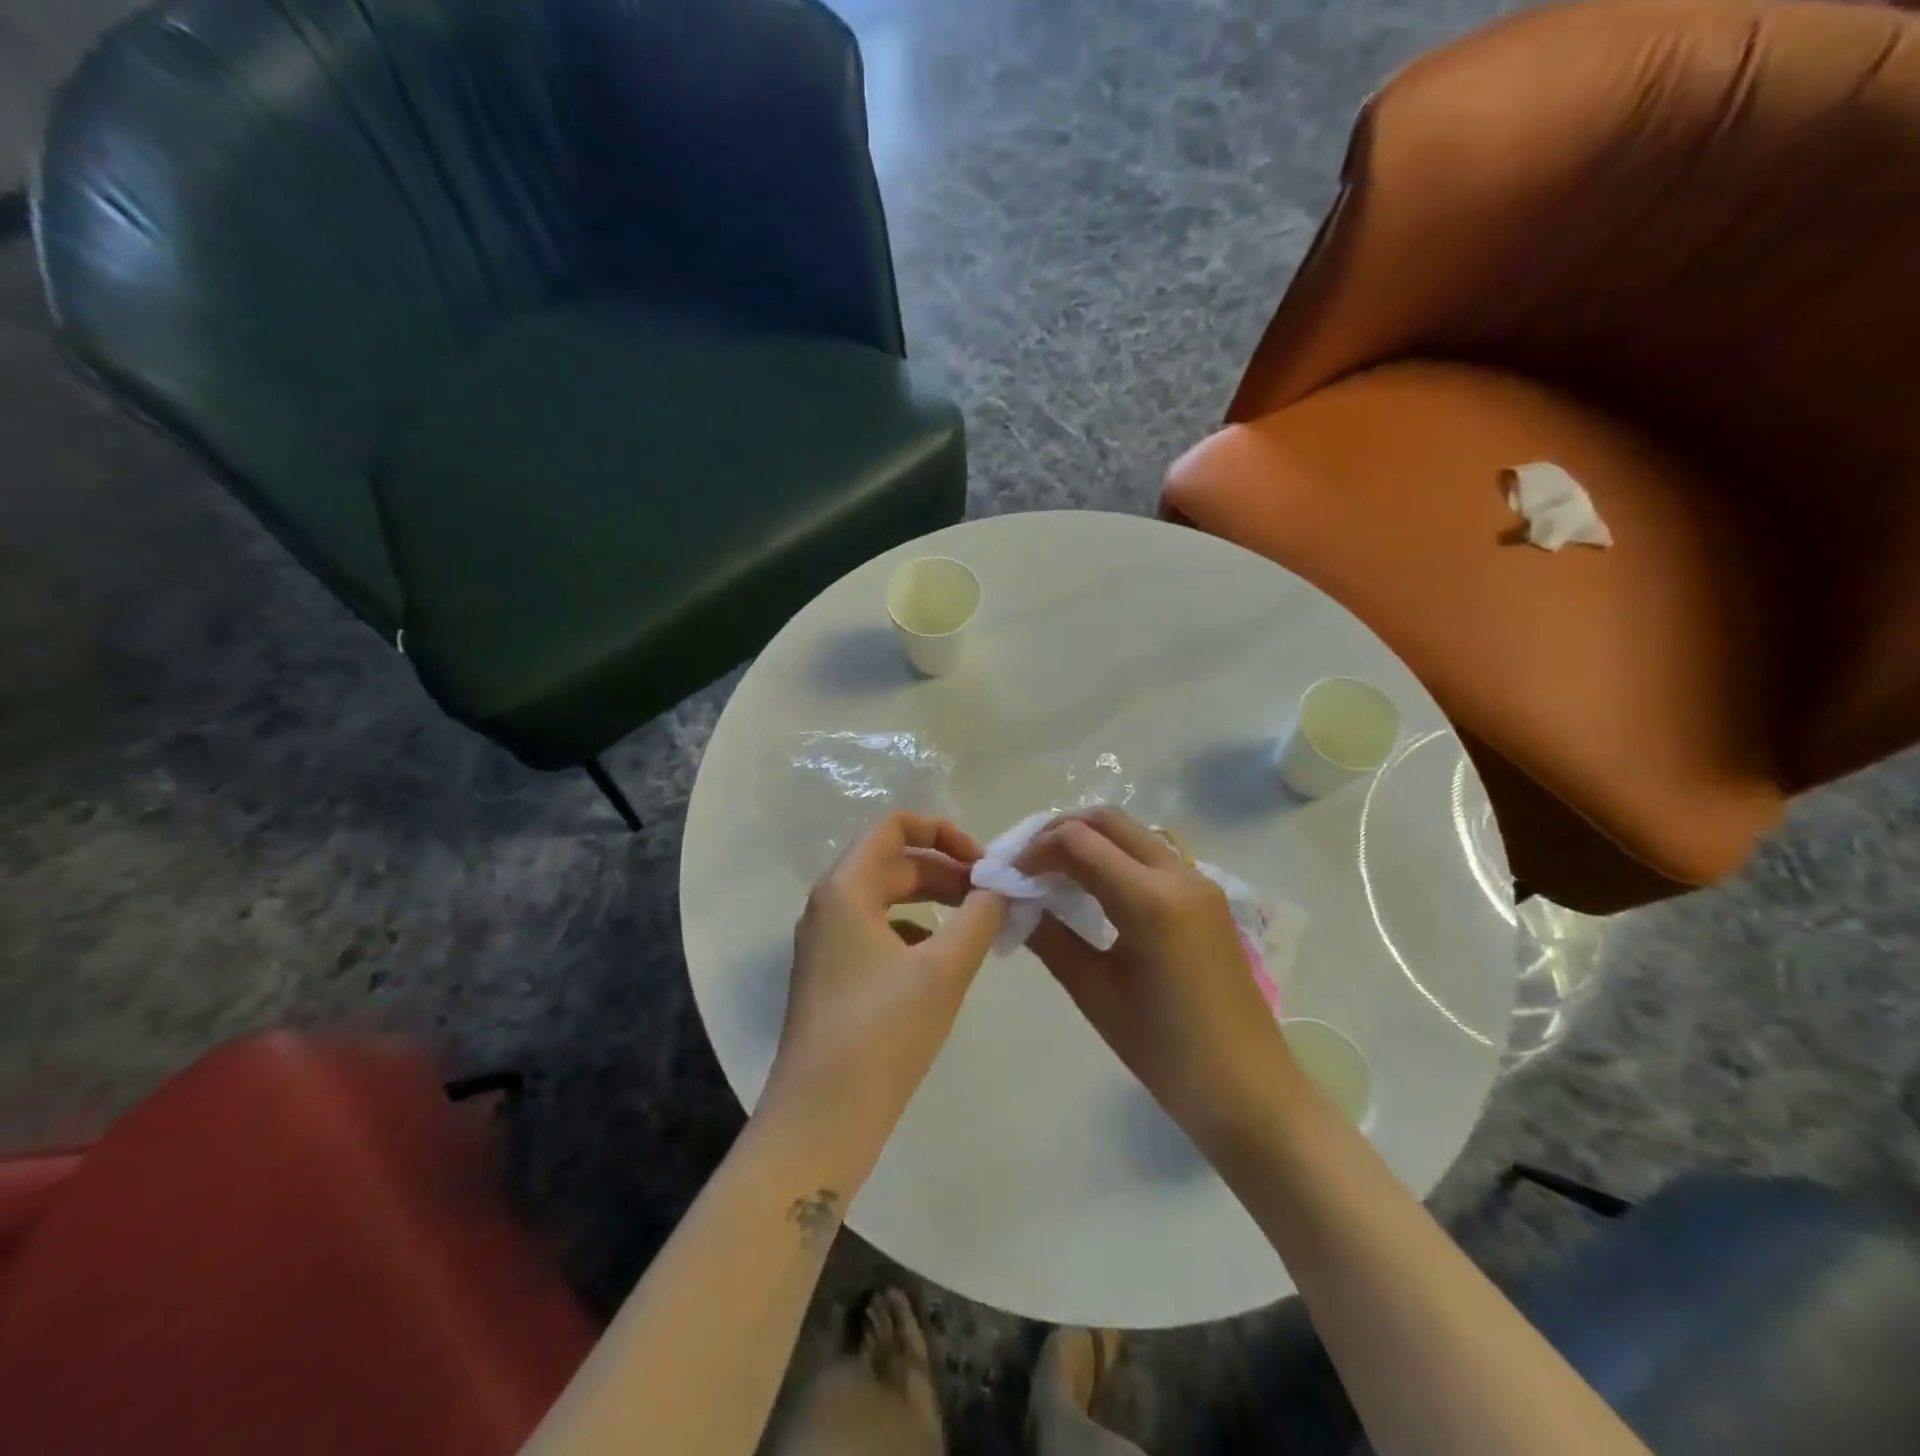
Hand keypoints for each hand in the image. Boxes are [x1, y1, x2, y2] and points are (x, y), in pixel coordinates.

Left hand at [761, 812, 1005, 1188]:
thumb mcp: (943, 970)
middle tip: (991, 897)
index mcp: (846, 888)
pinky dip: (914, 930)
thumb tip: (1002, 886)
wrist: (821, 1119)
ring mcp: (826, 941)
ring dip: (932, 899)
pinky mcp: (832, 973)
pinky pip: (878, 930)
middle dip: (945, 870)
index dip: (942, 832)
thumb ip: (979, 917)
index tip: (982, 863)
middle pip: (893, 862)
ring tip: (975, 923)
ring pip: (886, 897)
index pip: (894, 826)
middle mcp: (829, 904)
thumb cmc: (883, 1033)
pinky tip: (941, 960)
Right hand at [1019, 808, 1298, 1155]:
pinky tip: (1095, 890)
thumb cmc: (1165, 1052)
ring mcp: (1199, 882)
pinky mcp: (1208, 896)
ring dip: (1090, 840)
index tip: (1009, 877)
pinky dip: (1116, 856)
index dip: (1035, 850)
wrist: (1248, 1090)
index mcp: (1150, 900)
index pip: (1078, 841)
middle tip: (1028, 866)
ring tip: (1055, 875)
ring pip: (1133, 832)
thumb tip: (1013, 903)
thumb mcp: (1095, 993)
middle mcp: (1178, 875)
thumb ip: (1050, 939)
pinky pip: (1152, 855)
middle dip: (1060, 832)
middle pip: (1108, 820)